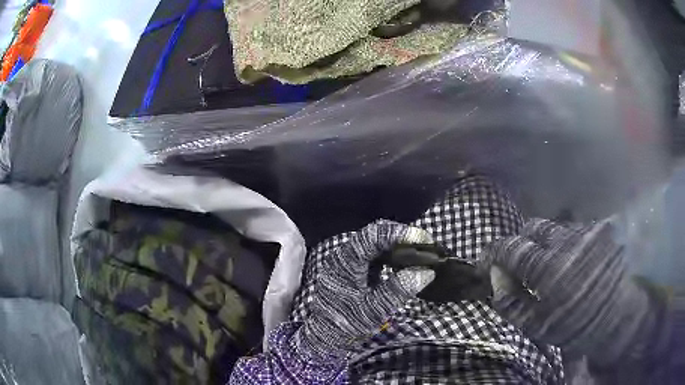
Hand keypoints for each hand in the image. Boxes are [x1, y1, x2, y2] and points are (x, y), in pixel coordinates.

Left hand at [298, 220, 434, 358]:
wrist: (325, 333)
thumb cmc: (346, 323)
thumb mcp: (374, 310)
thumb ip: (398, 290)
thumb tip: (427, 272)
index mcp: (346, 262)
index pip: (372, 236)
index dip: (398, 234)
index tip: (423, 240)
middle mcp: (345, 254)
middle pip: (375, 234)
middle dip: (402, 236)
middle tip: (427, 246)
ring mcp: (349, 259)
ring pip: (376, 241)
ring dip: (398, 244)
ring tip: (420, 252)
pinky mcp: (354, 266)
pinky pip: (375, 252)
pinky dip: (392, 253)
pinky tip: (405, 262)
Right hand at [482, 219, 657, 364]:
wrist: (619, 316)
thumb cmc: (577, 326)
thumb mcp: (538, 327)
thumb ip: (512, 304)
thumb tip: (496, 283)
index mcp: (548, 268)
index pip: (511, 248)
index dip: (494, 252)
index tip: (486, 261)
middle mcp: (565, 241)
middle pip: (532, 227)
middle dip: (521, 242)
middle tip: (522, 263)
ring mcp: (585, 232)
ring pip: (554, 227)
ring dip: (545, 243)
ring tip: (551, 264)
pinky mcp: (599, 230)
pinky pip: (574, 230)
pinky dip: (565, 243)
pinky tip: (573, 261)